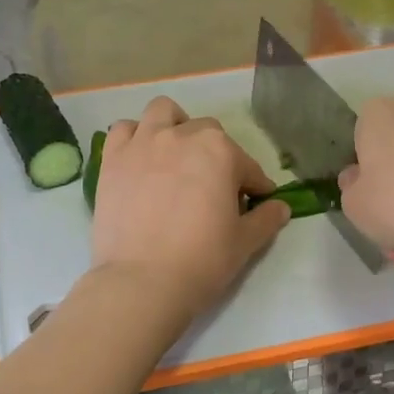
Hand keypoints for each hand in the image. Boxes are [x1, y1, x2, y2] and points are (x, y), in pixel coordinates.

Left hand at [91, 97, 289, 319]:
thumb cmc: (201, 260)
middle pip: (207, 133)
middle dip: (217, 155)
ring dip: (174, 126)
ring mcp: (142, 144)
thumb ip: (266, 219)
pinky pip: (123, 129)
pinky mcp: (112, 159)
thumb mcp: (245, 243)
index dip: (255, 186)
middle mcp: (181, 136)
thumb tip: (281, 207)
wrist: (142, 281)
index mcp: (220, 152)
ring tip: (176, 154)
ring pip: (163, 113)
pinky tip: (141, 158)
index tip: (255, 202)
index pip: (247, 166)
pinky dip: (134, 137)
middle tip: (214, 187)